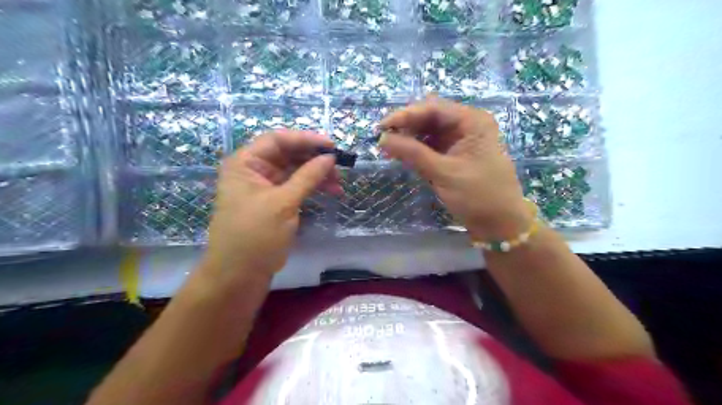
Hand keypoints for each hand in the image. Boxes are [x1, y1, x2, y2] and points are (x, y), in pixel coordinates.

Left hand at [201, 132, 339, 282]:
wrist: (239, 275)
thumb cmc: (255, 235)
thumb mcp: (283, 203)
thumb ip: (308, 177)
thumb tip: (330, 157)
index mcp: (246, 163)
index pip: (277, 140)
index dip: (305, 139)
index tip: (331, 146)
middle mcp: (254, 170)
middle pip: (288, 154)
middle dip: (314, 159)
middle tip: (339, 167)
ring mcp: (265, 187)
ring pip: (295, 171)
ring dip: (317, 174)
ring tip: (338, 184)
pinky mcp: (274, 202)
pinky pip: (296, 186)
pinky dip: (312, 187)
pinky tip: (330, 191)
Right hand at [380, 97, 530, 239]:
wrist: (500, 224)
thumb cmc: (478, 196)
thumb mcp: (443, 173)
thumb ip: (412, 153)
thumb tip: (382, 138)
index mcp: (472, 121)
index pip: (433, 108)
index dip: (404, 115)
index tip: (380, 128)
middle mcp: (467, 125)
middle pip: (430, 116)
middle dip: (406, 126)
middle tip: (383, 139)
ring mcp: (462, 140)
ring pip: (429, 131)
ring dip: (410, 138)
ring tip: (389, 149)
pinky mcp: (456, 155)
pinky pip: (433, 146)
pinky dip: (417, 149)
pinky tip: (403, 155)